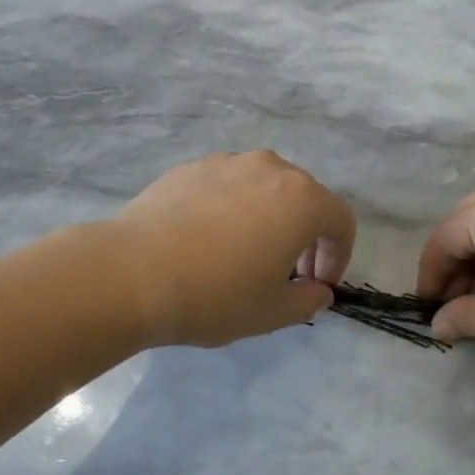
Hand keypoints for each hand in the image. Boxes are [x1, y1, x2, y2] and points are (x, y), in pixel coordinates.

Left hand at [113, 152, 354, 348]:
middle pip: (304, 197)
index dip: (338, 255)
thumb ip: (308, 300)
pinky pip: (226, 185)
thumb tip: (317, 290)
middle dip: (305, 235)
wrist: (134, 272)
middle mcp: (269, 168)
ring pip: (263, 187)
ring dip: (268, 217)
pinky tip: (205, 240)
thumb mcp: (273, 312)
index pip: (340, 220)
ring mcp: (227, 162)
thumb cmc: (216, 294)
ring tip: (243, 253)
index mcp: (301, 198)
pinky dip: (230, 208)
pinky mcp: (190, 167)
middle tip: (286, 273)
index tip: (317, 284)